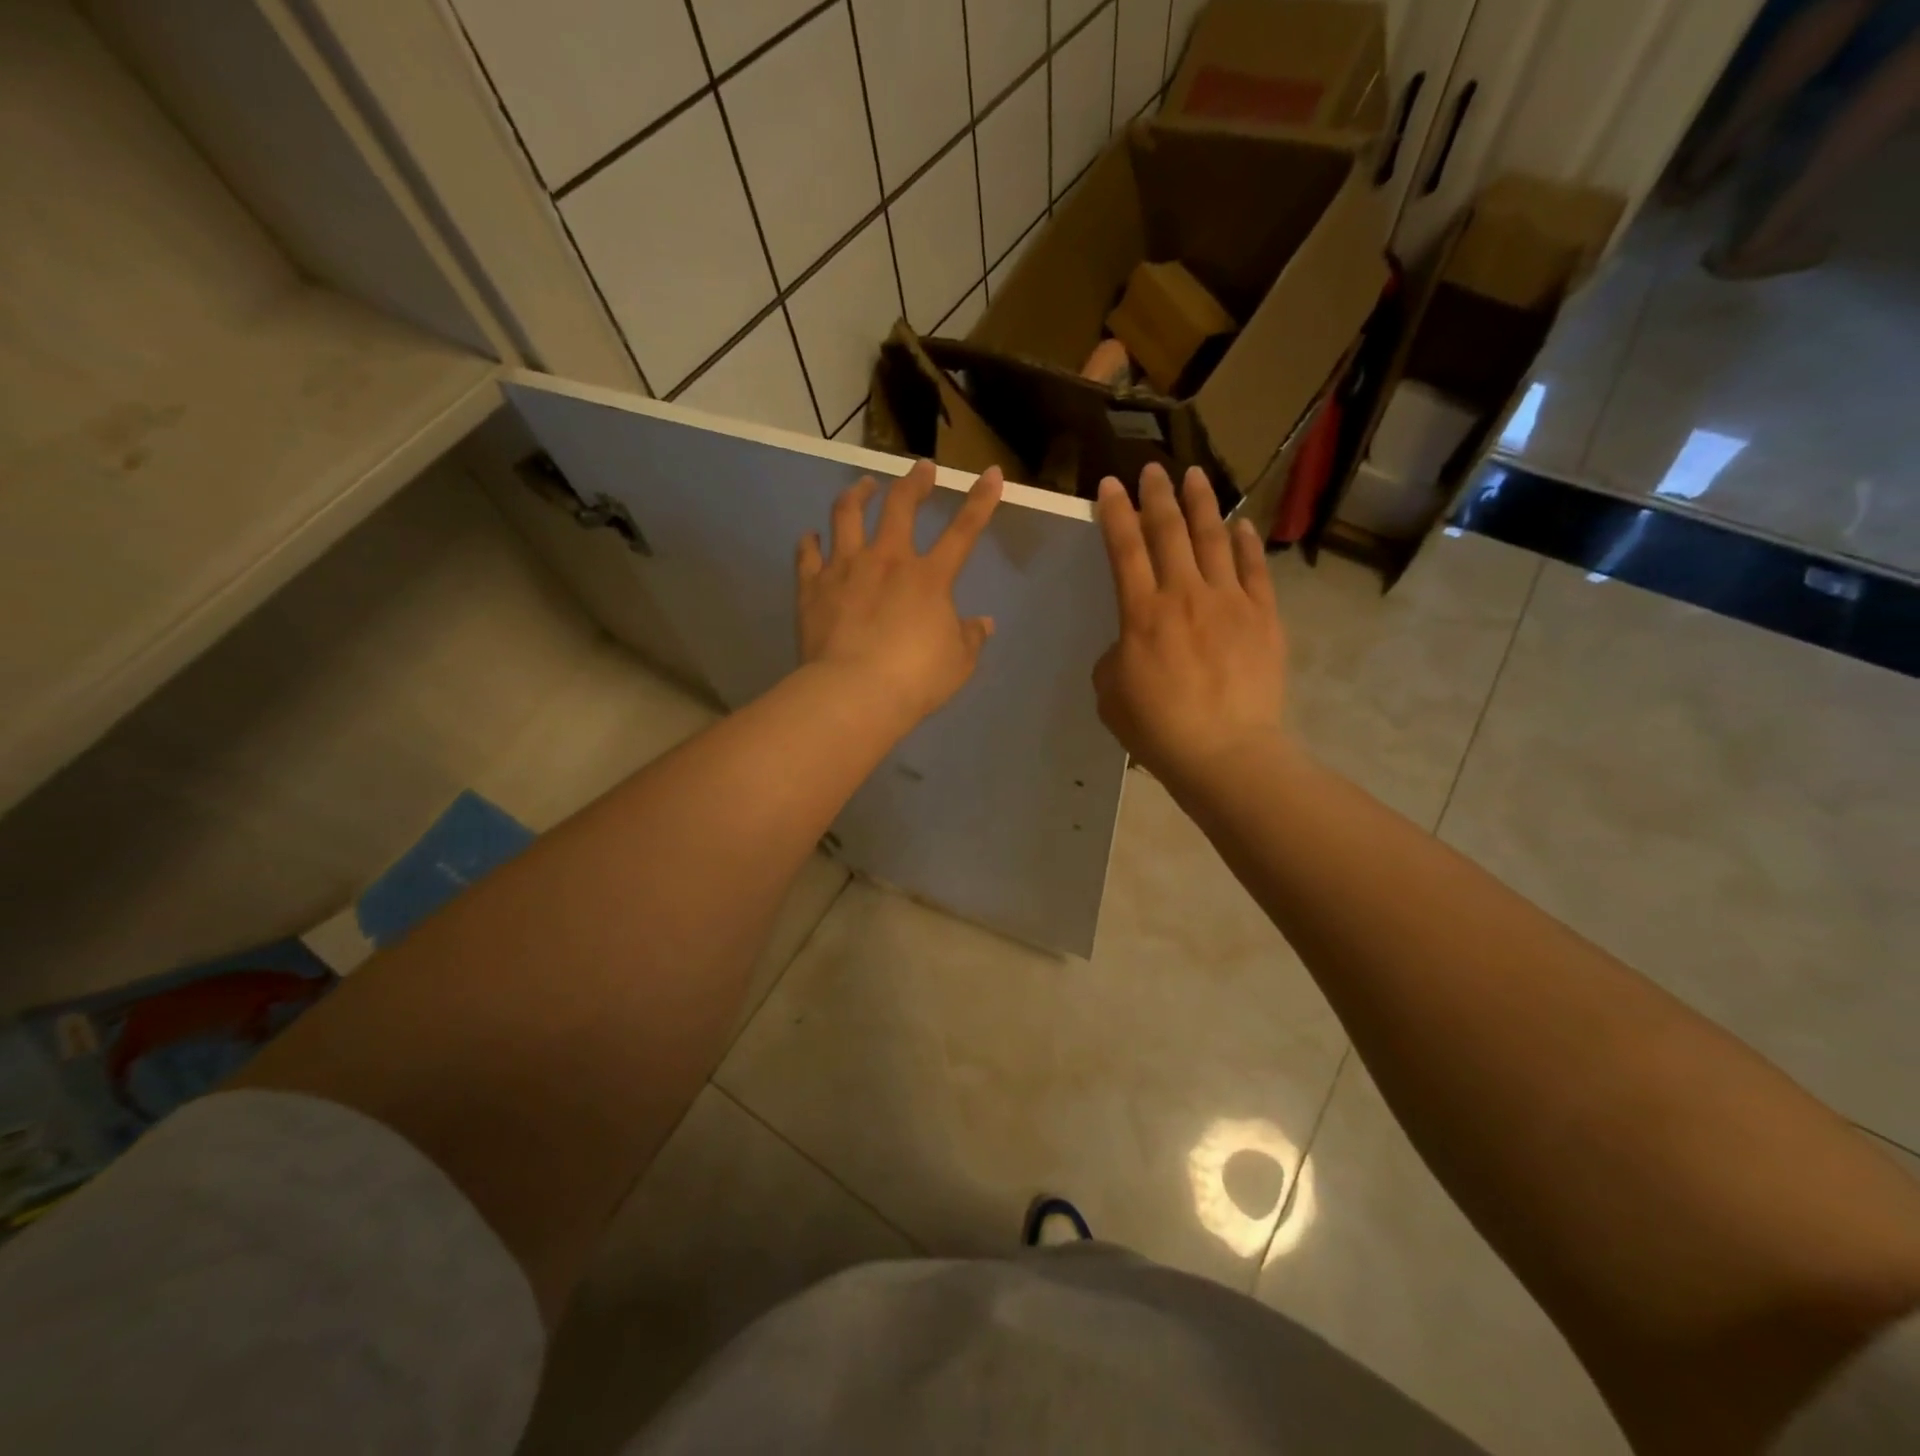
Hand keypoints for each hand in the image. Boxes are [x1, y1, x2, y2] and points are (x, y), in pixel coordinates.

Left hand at [797, 460, 1002, 723]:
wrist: (854, 693)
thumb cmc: (915, 680)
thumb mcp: (958, 664)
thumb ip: (970, 638)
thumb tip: (983, 624)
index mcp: (929, 578)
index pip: (963, 531)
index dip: (980, 500)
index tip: (992, 473)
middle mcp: (887, 561)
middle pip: (900, 506)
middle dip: (914, 482)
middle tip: (921, 468)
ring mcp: (845, 569)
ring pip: (847, 515)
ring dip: (857, 495)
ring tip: (863, 485)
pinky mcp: (812, 587)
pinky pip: (807, 555)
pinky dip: (809, 542)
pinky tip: (810, 536)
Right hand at [1093, 464, 1287, 787]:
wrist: (1224, 751)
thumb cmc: (1157, 728)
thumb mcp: (1110, 692)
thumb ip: (1117, 654)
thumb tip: (1134, 642)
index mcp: (1142, 613)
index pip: (1125, 548)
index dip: (1116, 513)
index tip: (1111, 485)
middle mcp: (1185, 595)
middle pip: (1169, 531)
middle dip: (1157, 496)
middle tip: (1152, 470)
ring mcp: (1229, 602)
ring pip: (1214, 539)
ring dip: (1202, 504)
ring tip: (1194, 476)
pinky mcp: (1263, 617)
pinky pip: (1254, 569)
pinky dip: (1246, 543)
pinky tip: (1240, 524)